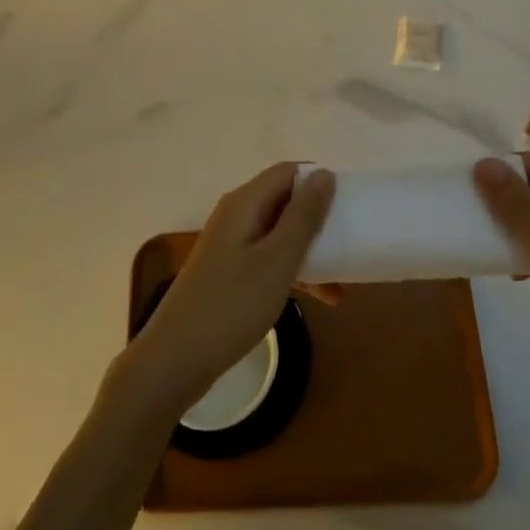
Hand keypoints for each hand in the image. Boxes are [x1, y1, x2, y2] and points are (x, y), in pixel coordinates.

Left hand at [122, 164, 336, 417]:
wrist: (177, 357)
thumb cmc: (232, 304)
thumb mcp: (277, 260)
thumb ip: (302, 216)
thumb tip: (323, 173)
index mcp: (245, 203)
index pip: (288, 172)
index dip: (319, 180)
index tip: (351, 204)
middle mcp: (237, 215)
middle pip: (285, 201)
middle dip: (320, 220)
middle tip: (352, 244)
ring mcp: (231, 244)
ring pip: (281, 233)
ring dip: (313, 251)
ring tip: (345, 283)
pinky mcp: (231, 271)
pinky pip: (270, 257)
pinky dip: (295, 271)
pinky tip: (321, 297)